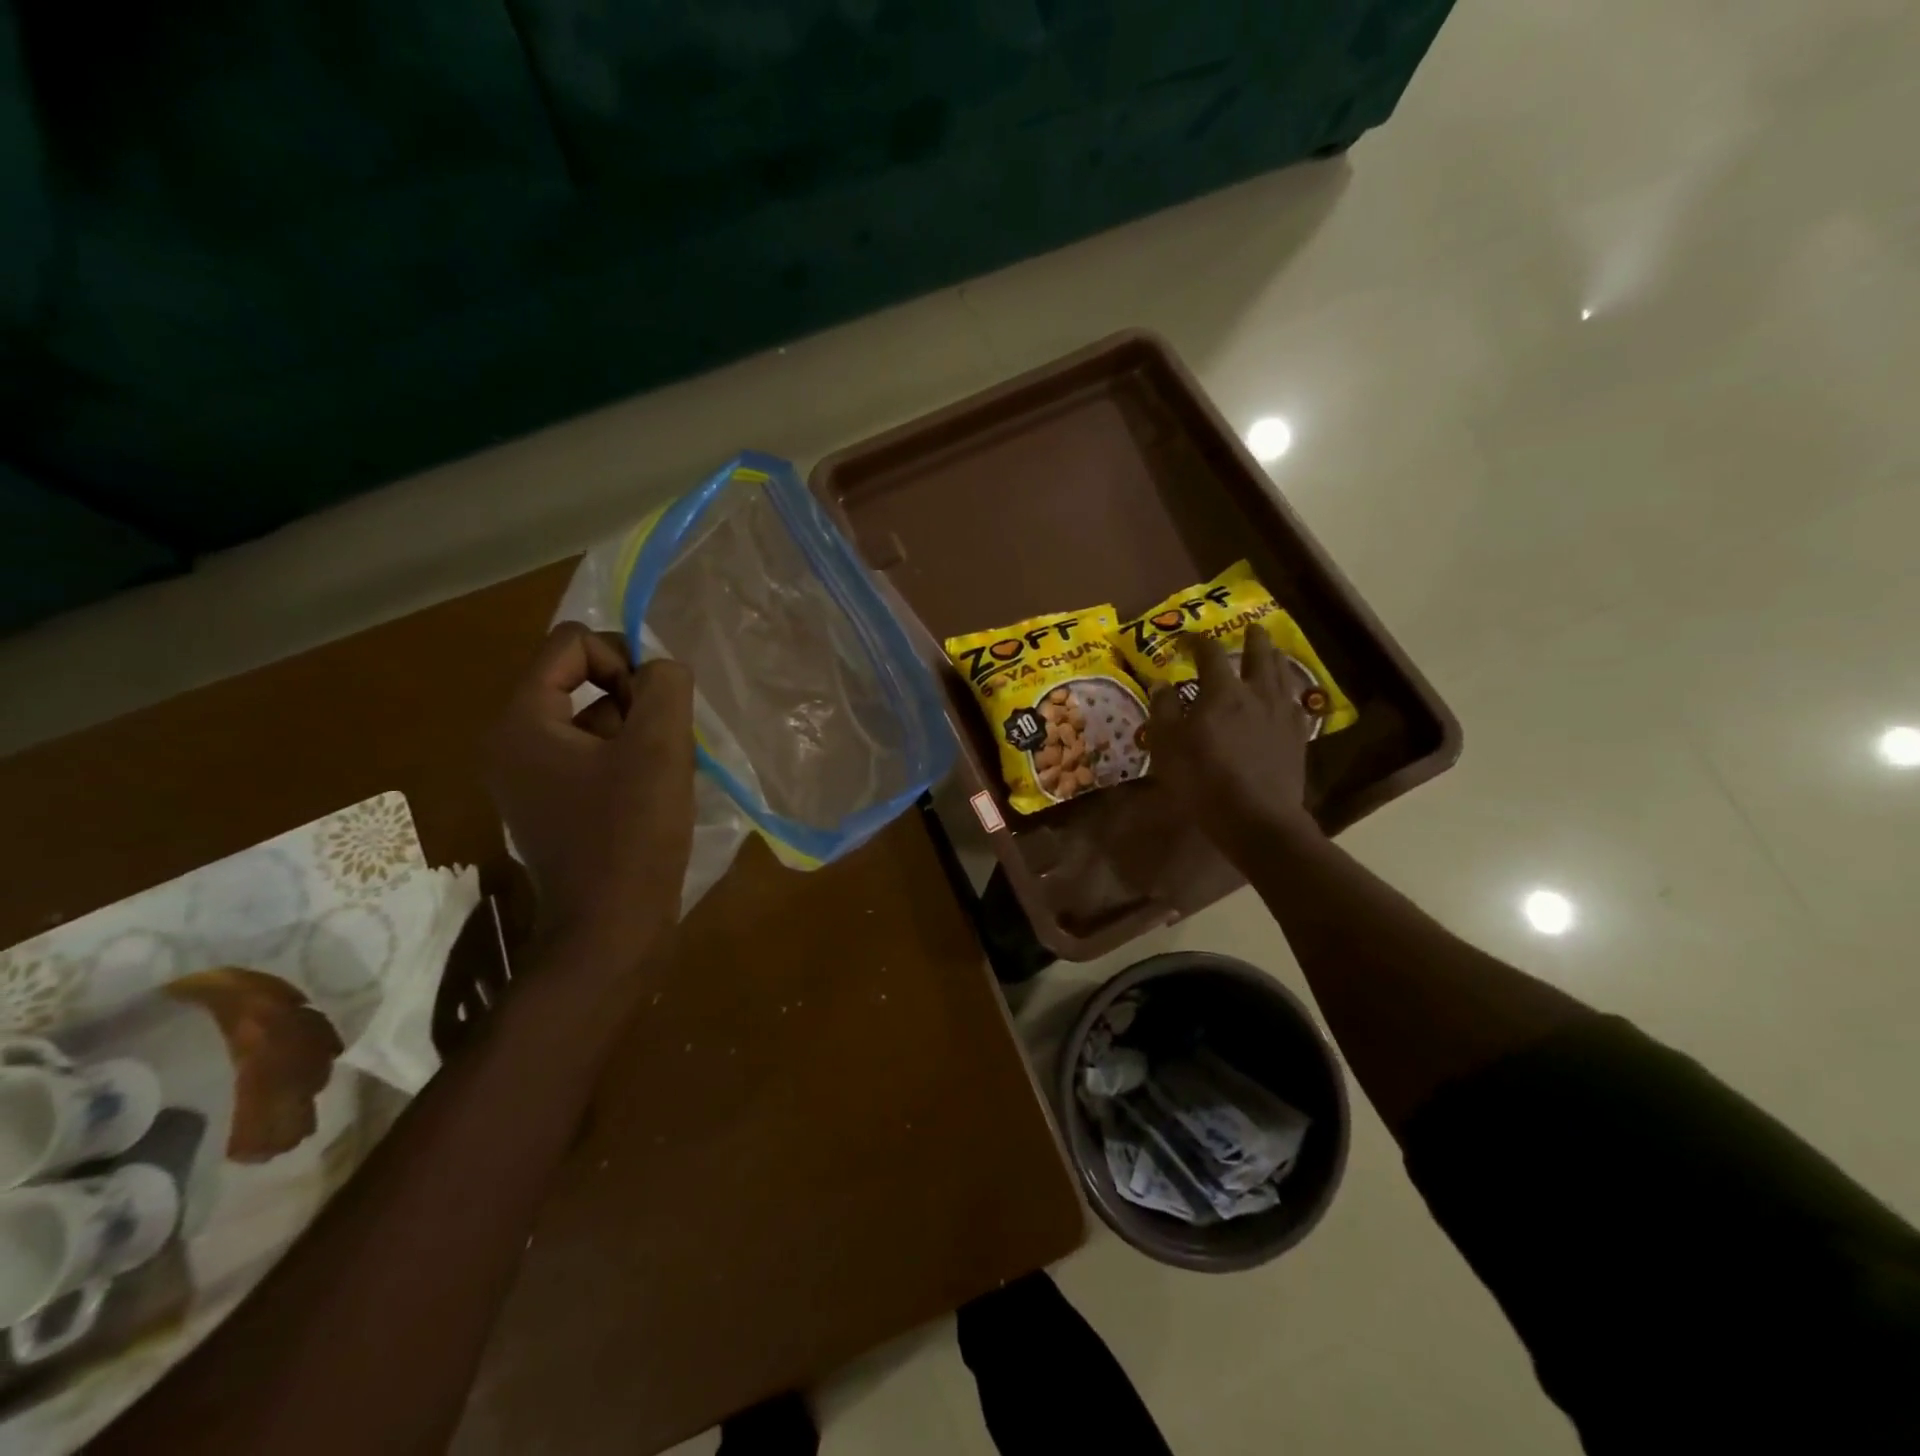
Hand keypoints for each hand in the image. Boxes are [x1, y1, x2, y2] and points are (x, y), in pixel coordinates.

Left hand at [485, 623, 695, 967]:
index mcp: (521, 721)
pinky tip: (650, 793)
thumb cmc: (633, 834)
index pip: (571, 643)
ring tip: (660, 772)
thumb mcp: (660, 747)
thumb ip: (665, 686)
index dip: (623, 660)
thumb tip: (661, 669)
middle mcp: (510, 741)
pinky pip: (589, 753)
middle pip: (578, 678)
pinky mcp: (549, 802)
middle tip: (659, 743)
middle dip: (630, 699)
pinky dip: (624, 758)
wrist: (612, 927)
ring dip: (633, 730)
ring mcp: (527, 776)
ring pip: (590, 717)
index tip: (653, 709)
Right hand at [1147, 629, 1320, 862]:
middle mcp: (1257, 694)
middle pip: (1259, 655)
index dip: (1197, 641)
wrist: (1257, 817)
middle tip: (1251, 628)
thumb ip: (1163, 710)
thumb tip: (1161, 683)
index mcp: (1222, 692)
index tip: (1186, 637)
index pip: (1210, 653)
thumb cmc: (1203, 780)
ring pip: (1282, 675)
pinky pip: (1296, 705)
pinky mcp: (1298, 738)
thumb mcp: (1168, 746)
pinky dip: (1288, 693)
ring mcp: (1283, 715)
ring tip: (1272, 653)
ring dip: (1276, 659)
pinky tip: (1287, 698)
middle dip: (1253, 639)